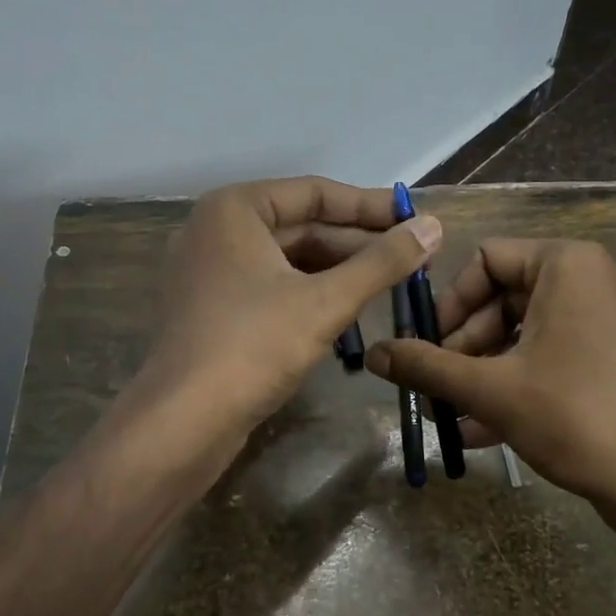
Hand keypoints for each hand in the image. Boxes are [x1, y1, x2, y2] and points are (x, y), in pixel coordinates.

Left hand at [138, 176, 440, 434]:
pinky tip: (352, 310)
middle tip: (414, 255)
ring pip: (289, 259)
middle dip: (358, 242)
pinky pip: (272, 286)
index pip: (315, 193)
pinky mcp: (214, 310)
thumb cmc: (254, 345)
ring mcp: (212, 272)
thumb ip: (382, 261)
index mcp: (235, 209)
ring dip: (340, 270)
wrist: (182, 422)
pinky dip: (312, 293)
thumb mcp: (326, 301)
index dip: (371, 206)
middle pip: (302, 225)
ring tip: (392, 283)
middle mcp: (218, 230)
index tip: (415, 218)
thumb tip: (433, 226)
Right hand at [363, 238, 615, 525]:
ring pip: (536, 329)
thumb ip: (425, 366)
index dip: (449, 302)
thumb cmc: (573, 416)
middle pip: (511, 296)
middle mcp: (603, 277)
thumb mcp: (489, 389)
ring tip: (455, 411)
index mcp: (571, 264)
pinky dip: (526, 379)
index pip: (488, 259)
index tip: (428, 345)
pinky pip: (565, 352)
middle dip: (468, 344)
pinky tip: (488, 427)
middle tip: (440, 383)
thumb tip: (374, 354)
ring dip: (490, 368)